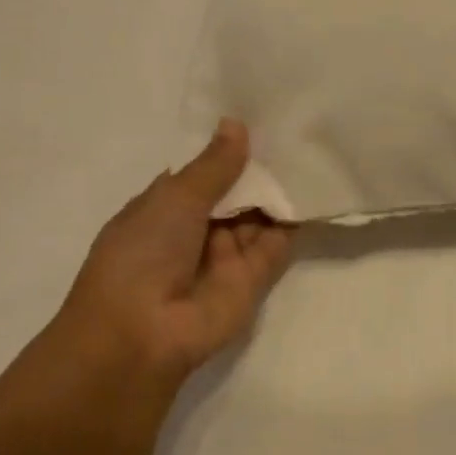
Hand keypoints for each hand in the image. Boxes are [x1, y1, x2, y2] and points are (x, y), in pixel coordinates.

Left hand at [52, 120, 292, 394]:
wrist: (142, 333)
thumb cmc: (143, 254)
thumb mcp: (175, 198)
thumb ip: (213, 166)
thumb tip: (236, 124)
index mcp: (164, 208)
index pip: (201, 174)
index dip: (225, 152)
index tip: (258, 121)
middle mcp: (195, 231)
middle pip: (233, 195)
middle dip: (256, 170)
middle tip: (293, 132)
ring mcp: (224, 256)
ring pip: (256, 218)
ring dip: (276, 193)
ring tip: (310, 153)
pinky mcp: (251, 281)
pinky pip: (275, 245)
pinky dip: (291, 223)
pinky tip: (313, 191)